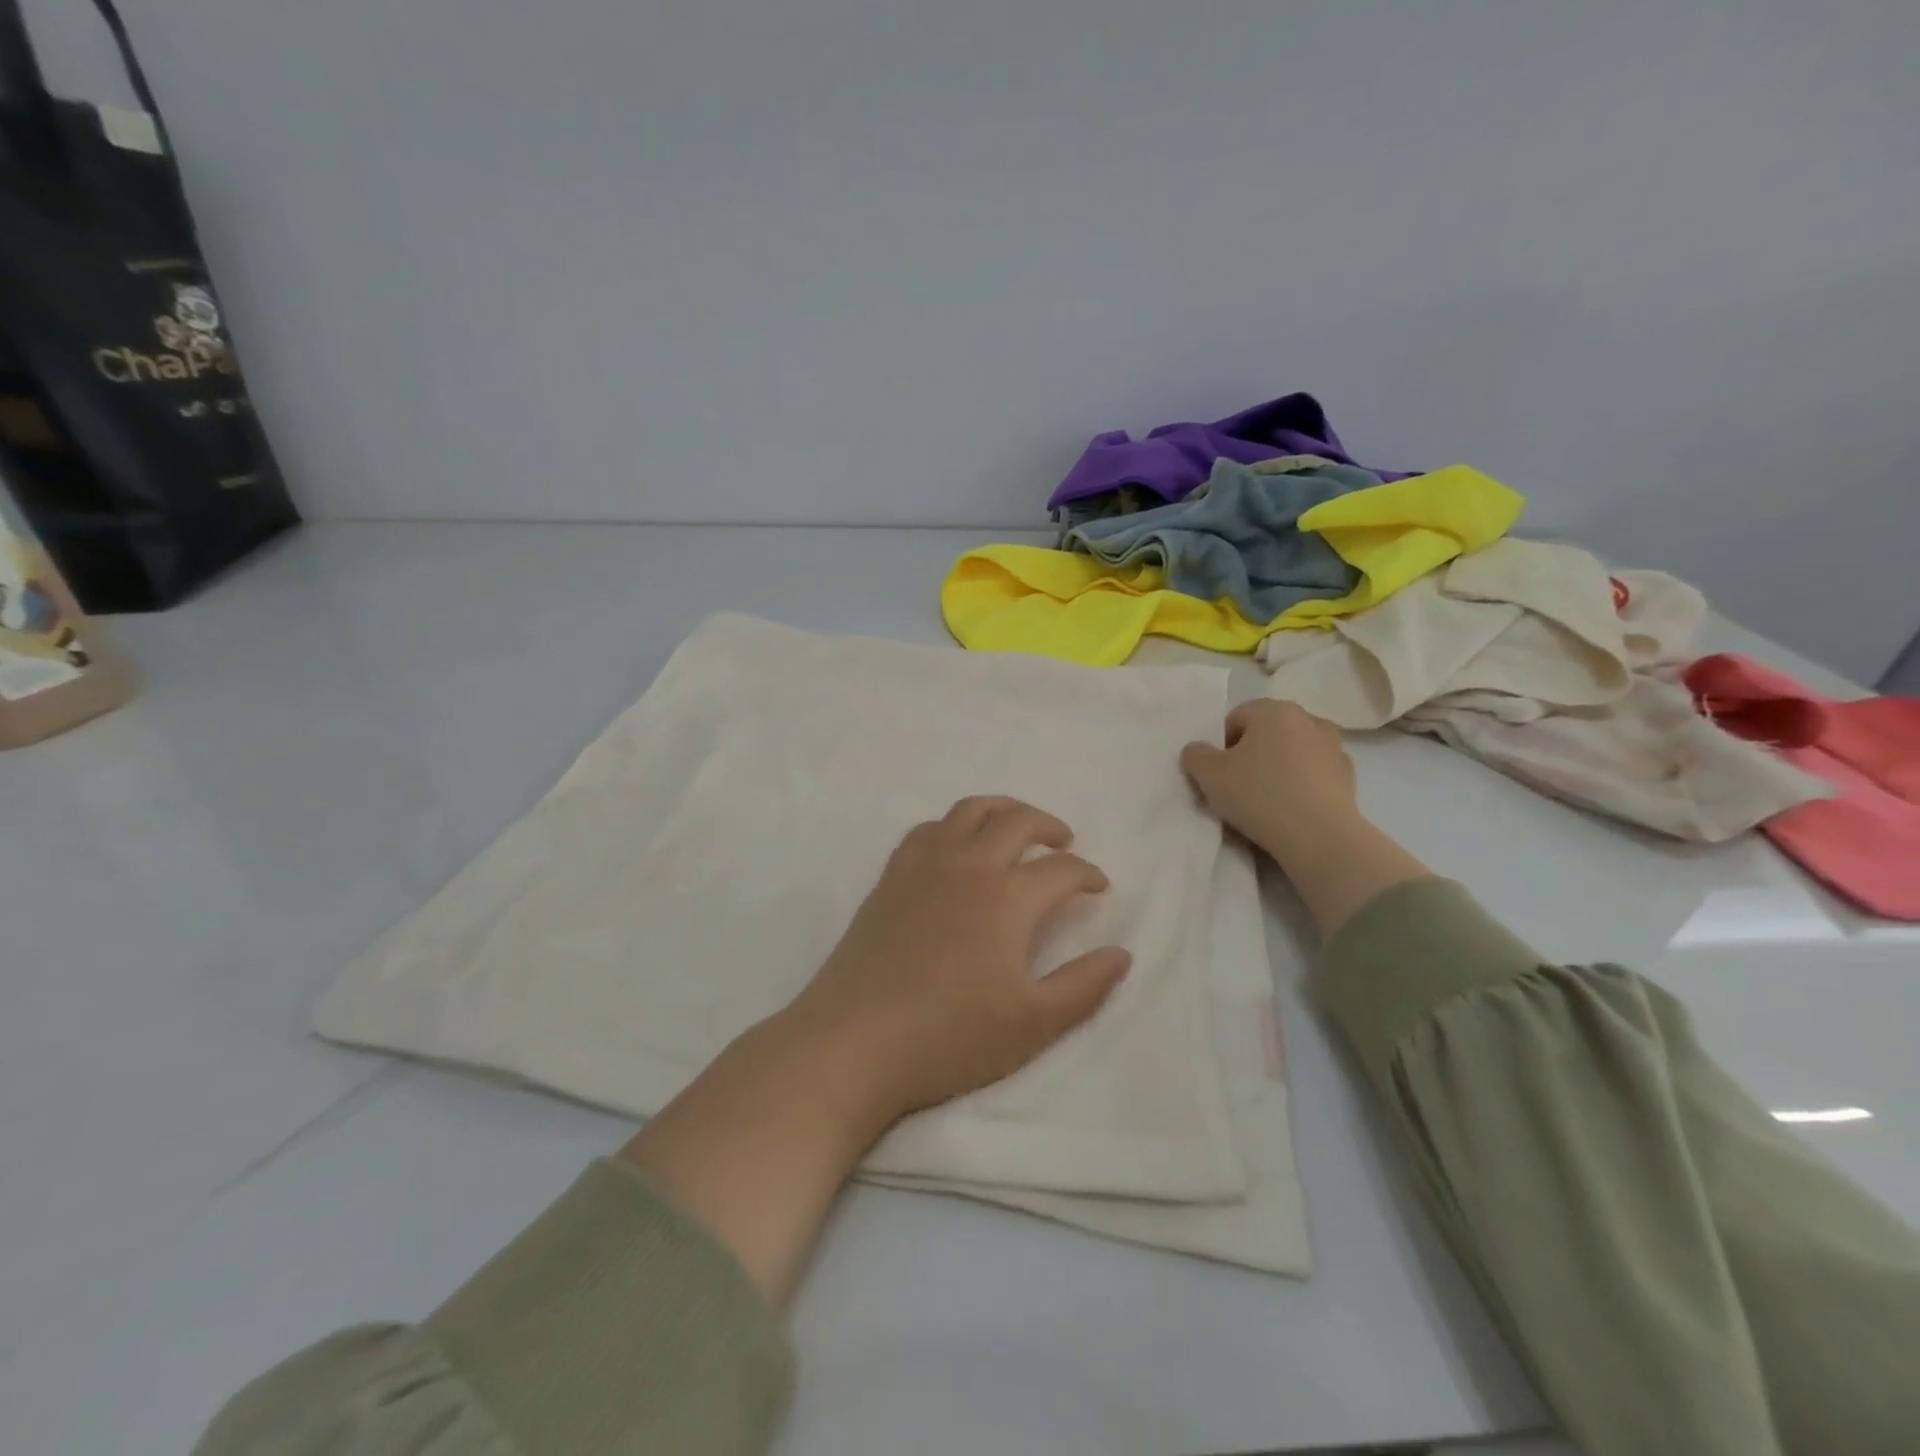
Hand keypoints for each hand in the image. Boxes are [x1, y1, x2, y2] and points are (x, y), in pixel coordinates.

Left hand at [786, 795, 1131, 1127]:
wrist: (855, 1041)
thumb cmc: (949, 1037)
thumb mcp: (1032, 1024)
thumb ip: (1083, 986)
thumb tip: (1122, 954)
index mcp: (1007, 897)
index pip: (1061, 869)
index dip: (1087, 874)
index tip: (1098, 887)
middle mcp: (968, 865)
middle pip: (1016, 821)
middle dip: (1048, 825)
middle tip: (1063, 842)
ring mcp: (923, 866)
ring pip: (968, 812)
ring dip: (1001, 810)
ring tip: (1015, 826)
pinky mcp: (890, 877)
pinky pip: (926, 830)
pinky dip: (951, 826)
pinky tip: (954, 847)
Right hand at [1180, 699, 1358, 856]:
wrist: (1318, 836)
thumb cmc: (1258, 795)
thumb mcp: (1208, 775)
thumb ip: (1195, 755)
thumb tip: (1198, 750)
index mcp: (1274, 710)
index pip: (1236, 718)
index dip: (1222, 745)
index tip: (1220, 773)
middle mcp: (1308, 718)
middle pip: (1268, 731)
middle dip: (1253, 752)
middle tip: (1240, 784)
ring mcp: (1334, 746)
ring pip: (1294, 751)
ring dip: (1280, 766)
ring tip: (1268, 798)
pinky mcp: (1349, 775)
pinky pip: (1315, 773)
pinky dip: (1302, 783)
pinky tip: (1292, 808)